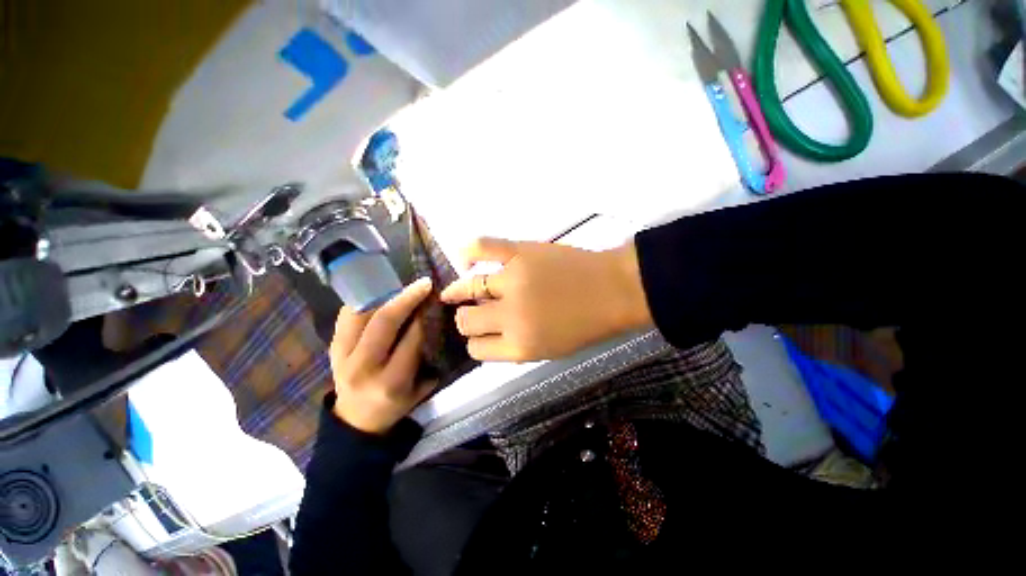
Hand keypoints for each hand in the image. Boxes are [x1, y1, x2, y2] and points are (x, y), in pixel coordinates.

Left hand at [330, 278, 434, 433]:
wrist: (356, 420)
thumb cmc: (395, 404)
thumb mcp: (420, 388)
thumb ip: (428, 358)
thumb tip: (434, 320)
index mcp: (391, 382)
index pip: (411, 339)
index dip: (423, 316)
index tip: (433, 300)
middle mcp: (364, 368)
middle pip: (384, 322)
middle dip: (407, 298)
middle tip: (423, 284)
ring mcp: (341, 357)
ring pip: (361, 313)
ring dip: (384, 295)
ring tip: (401, 286)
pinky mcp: (332, 348)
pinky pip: (347, 315)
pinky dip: (365, 301)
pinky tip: (380, 294)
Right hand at [440, 238, 651, 361]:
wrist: (615, 290)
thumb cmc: (587, 325)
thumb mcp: (550, 350)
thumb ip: (514, 346)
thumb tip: (487, 332)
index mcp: (520, 346)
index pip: (476, 349)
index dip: (476, 342)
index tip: (481, 334)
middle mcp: (510, 316)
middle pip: (466, 321)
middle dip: (467, 320)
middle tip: (474, 312)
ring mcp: (513, 280)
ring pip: (468, 287)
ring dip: (460, 291)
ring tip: (456, 291)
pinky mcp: (519, 252)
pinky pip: (482, 246)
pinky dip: (468, 252)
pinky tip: (465, 260)